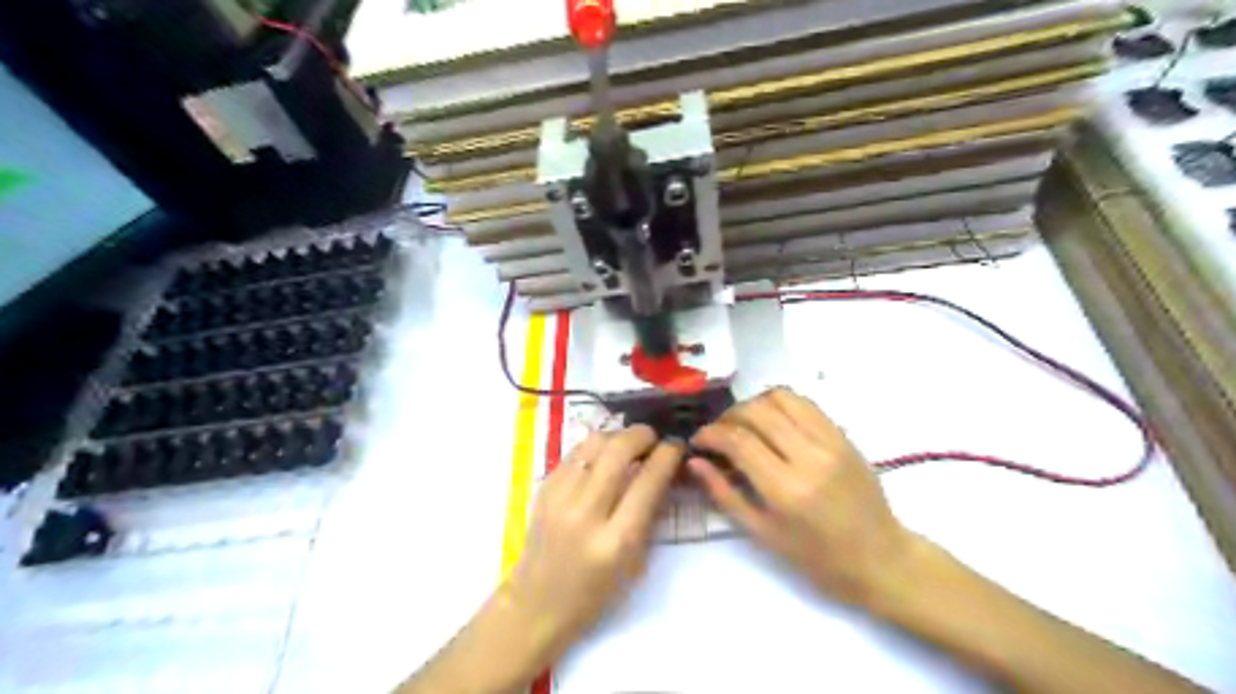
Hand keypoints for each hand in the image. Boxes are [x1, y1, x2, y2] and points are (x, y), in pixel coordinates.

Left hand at [498, 423, 681, 660]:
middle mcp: (586, 513)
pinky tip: (603, 457)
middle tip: (654, 438)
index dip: (667, 455)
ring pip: (594, 443)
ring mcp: (559, 497)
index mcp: (616, 541)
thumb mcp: (635, 561)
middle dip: (643, 435)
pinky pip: (575, 452)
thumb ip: (650, 513)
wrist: (538, 602)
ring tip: (629, 444)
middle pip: (618, 450)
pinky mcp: (543, 488)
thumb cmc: (595, 591)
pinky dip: (596, 447)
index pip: (648, 481)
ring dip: (618, 436)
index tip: (677, 446)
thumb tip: (665, 469)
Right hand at [692, 389, 911, 603]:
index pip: (739, 440)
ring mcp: (831, 441)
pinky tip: (772, 422)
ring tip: (743, 423)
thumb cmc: (818, 559)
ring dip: (753, 404)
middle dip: (728, 415)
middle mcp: (809, 457)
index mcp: (786, 490)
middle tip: (718, 432)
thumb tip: (695, 462)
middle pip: (757, 411)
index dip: (711, 434)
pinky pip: (806, 403)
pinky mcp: (844, 435)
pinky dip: (780, 404)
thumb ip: (725, 494)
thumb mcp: (763, 534)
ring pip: (782, 397)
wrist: (881, 558)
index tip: (699, 440)